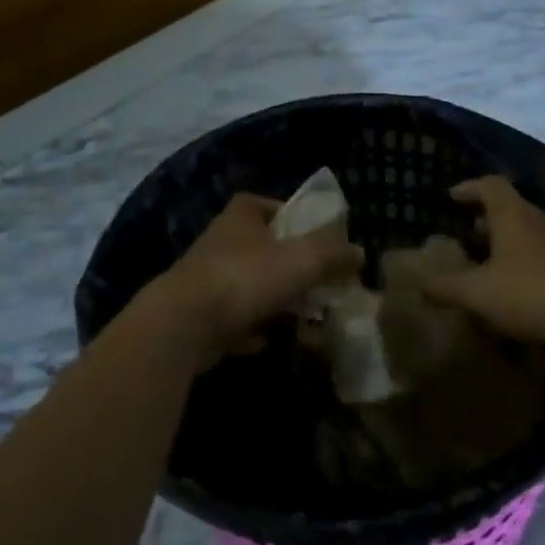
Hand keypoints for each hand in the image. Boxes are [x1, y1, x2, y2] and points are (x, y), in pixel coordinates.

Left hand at [149, 193, 362, 365]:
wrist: (184, 324)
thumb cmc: (246, 278)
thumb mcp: (302, 260)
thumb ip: (333, 254)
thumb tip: (359, 253)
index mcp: (241, 218)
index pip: (264, 204)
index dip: (289, 216)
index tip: (313, 236)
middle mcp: (219, 242)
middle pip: (259, 247)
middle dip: (286, 263)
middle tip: (316, 280)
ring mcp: (205, 280)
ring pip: (246, 284)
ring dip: (270, 298)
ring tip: (300, 314)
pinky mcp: (197, 315)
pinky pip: (232, 319)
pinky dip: (249, 328)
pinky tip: (266, 341)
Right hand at [423, 177, 544, 346]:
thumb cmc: (536, 289)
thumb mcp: (481, 292)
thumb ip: (448, 288)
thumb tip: (420, 284)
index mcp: (513, 216)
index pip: (490, 185)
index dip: (469, 188)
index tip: (452, 197)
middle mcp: (540, 221)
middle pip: (512, 210)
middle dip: (488, 221)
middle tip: (467, 238)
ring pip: (531, 235)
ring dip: (510, 246)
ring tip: (491, 269)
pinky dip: (530, 267)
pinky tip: (523, 293)